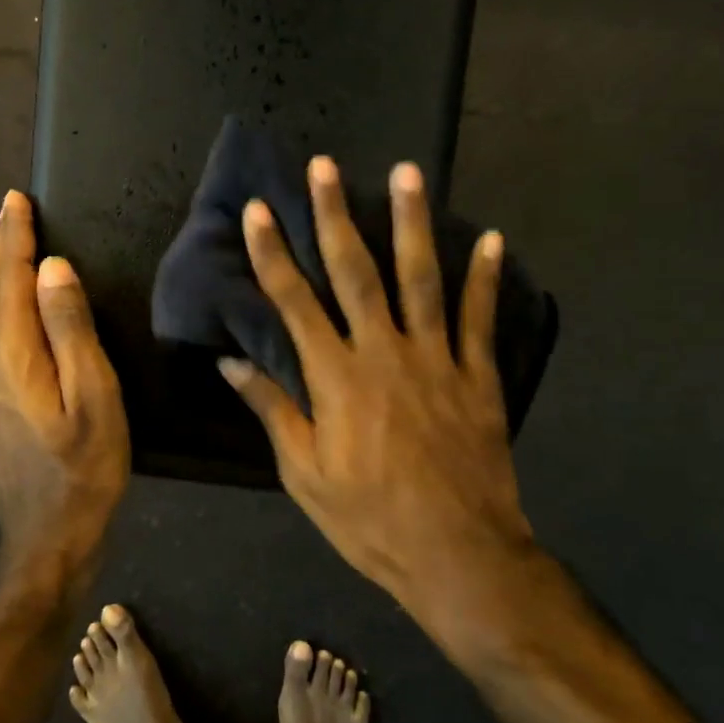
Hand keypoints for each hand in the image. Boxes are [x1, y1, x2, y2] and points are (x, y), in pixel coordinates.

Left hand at [0, 190, 129, 598]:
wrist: (45, 539)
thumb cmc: (81, 470)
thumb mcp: (93, 398)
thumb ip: (71, 331)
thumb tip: (53, 269)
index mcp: (11, 356)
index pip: (10, 280)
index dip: (14, 238)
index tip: (17, 200)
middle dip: (2, 249)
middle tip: (13, 211)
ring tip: (14, 248)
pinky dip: (0, 306)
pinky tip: (13, 309)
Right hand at [218, 158, 542, 652]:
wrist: (458, 556)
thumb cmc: (369, 520)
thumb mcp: (305, 475)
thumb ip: (273, 412)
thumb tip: (232, 364)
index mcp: (335, 379)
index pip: (294, 303)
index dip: (273, 254)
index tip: (260, 210)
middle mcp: (383, 354)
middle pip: (356, 273)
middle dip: (335, 215)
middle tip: (326, 166)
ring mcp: (435, 360)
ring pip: (421, 278)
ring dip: (412, 223)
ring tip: (408, 172)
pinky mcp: (476, 376)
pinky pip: (479, 319)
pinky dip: (485, 278)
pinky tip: (491, 238)